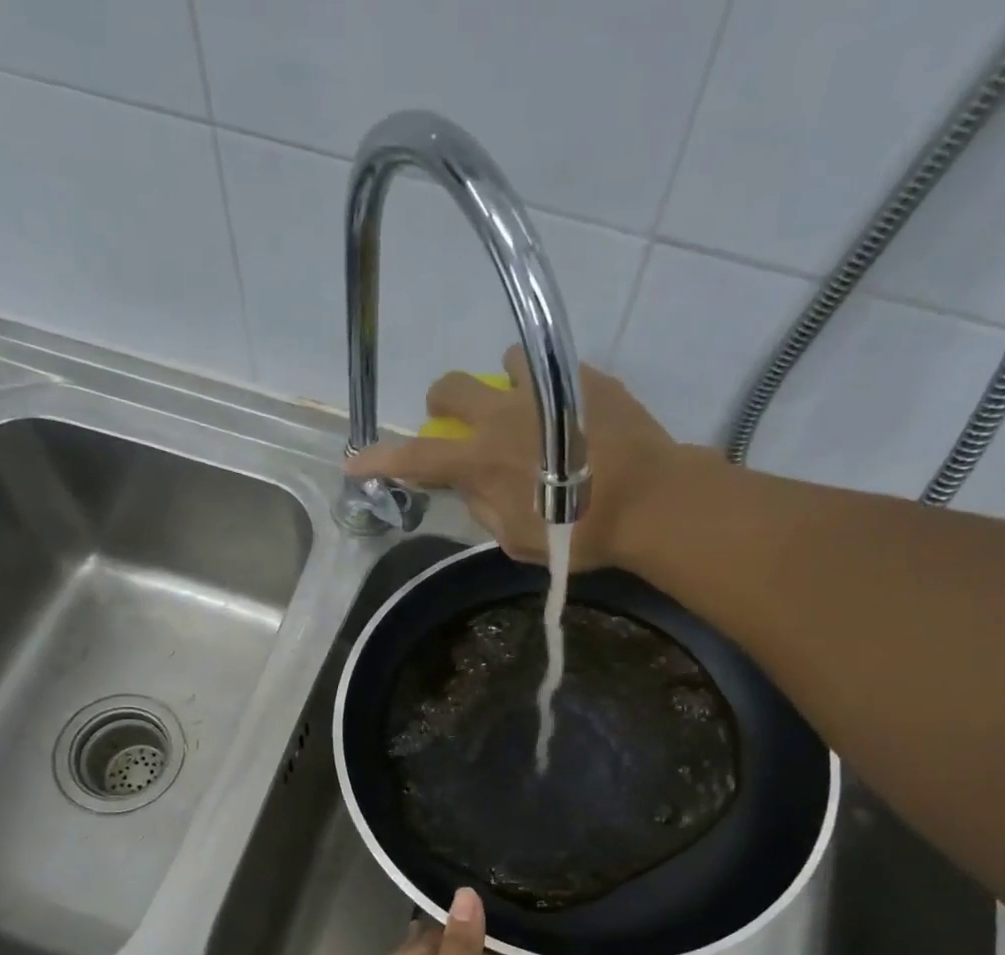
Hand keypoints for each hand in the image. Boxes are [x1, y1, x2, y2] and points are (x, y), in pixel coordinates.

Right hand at [344, 345, 689, 571]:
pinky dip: (551, 391)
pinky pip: (554, 371)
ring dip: (503, 386)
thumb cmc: (580, 533)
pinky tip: (572, 417)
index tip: (354, 462)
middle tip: (457, 424)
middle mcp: (503, 415)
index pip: (416, 458)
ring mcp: (545, 388)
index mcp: (481, 461)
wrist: (651, 502)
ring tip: (527, 412)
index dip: (380, 460)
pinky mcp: (584, 378)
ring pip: (504, 362)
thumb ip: (484, 511)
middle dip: (442, 402)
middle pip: (450, 386)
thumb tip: (472, 488)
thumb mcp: (519, 542)